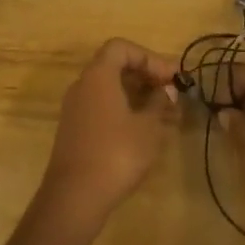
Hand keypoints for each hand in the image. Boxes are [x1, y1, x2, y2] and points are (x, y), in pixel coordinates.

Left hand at [40, 39, 181, 231]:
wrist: (74, 196)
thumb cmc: (116, 153)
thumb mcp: (148, 127)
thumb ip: (159, 103)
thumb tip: (167, 91)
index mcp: (98, 76)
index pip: (121, 48)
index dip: (148, 57)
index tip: (170, 78)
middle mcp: (82, 86)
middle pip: (114, 66)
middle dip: (145, 76)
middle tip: (170, 93)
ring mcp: (75, 109)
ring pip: (109, 89)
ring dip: (136, 95)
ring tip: (164, 113)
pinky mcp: (74, 130)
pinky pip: (101, 107)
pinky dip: (123, 110)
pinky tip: (143, 130)